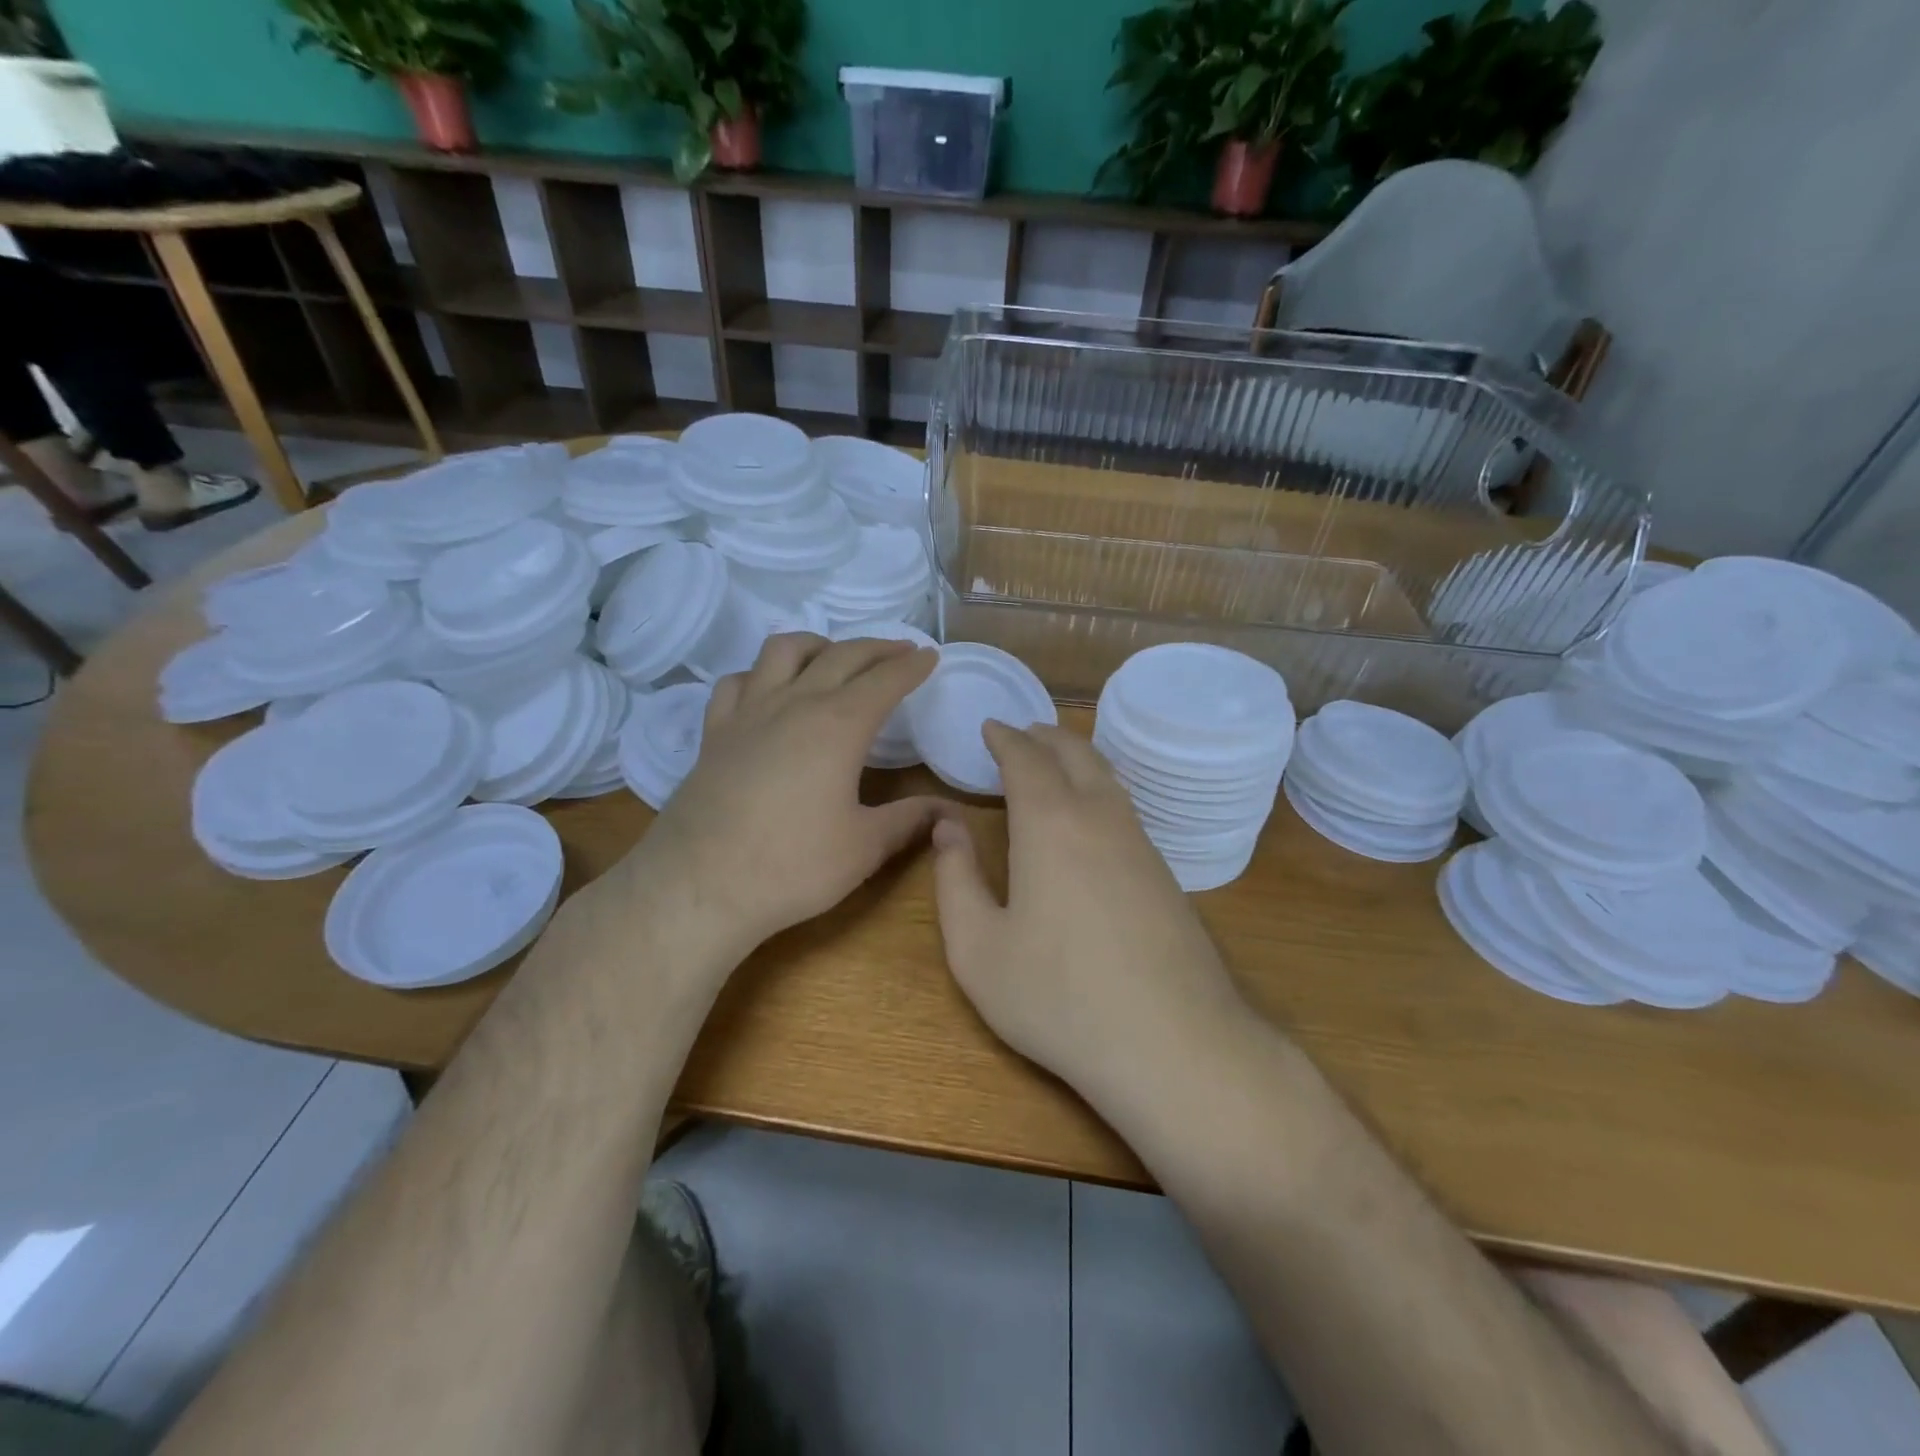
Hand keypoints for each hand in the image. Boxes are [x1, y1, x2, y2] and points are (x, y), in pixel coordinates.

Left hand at [635, 633, 949, 957]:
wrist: (699, 886)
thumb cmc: (792, 866)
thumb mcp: (864, 847)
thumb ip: (909, 820)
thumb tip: (949, 812)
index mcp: (839, 725)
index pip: (884, 681)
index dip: (911, 666)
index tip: (929, 656)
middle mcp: (795, 704)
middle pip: (841, 655)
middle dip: (876, 648)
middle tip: (899, 651)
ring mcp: (748, 713)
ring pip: (783, 651)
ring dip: (817, 644)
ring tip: (834, 656)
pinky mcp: (715, 733)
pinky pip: (737, 682)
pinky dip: (760, 674)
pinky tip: (767, 689)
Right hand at [929, 722, 1245, 1103]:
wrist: (1173, 1044)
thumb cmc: (1058, 997)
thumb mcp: (978, 949)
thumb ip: (956, 880)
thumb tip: (947, 826)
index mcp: (1050, 823)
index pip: (1025, 758)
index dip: (1004, 738)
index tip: (989, 727)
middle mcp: (1099, 817)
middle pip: (1073, 753)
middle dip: (1043, 736)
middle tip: (1020, 732)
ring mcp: (1140, 843)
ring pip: (1107, 776)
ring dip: (1076, 756)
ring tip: (1054, 756)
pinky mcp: (1165, 873)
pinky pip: (1125, 805)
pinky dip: (1100, 785)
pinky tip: (1093, 810)